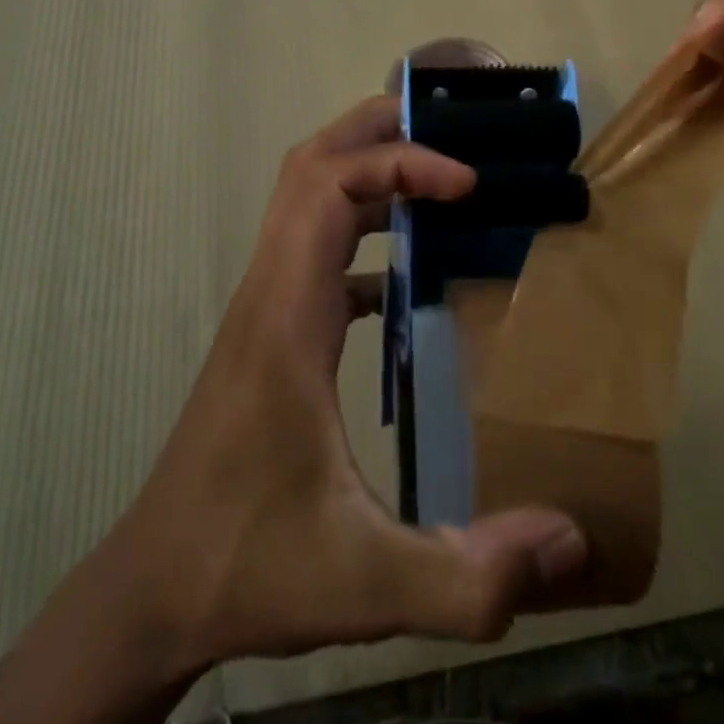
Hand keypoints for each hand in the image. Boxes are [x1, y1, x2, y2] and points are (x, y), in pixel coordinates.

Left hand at [123, 95, 587, 665]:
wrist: (153, 592)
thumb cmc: (249, 565)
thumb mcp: (366, 584)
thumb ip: (470, 576)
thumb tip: (570, 541)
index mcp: (287, 314)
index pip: (330, 186)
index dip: (400, 162)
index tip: (466, 183)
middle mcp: (270, 288)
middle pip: (311, 164)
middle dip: (378, 131)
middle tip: (452, 134)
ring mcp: (266, 304)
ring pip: (306, 195)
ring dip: (368, 170)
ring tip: (441, 182)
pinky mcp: (271, 327)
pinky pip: (315, 246)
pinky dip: (361, 230)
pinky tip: (408, 277)